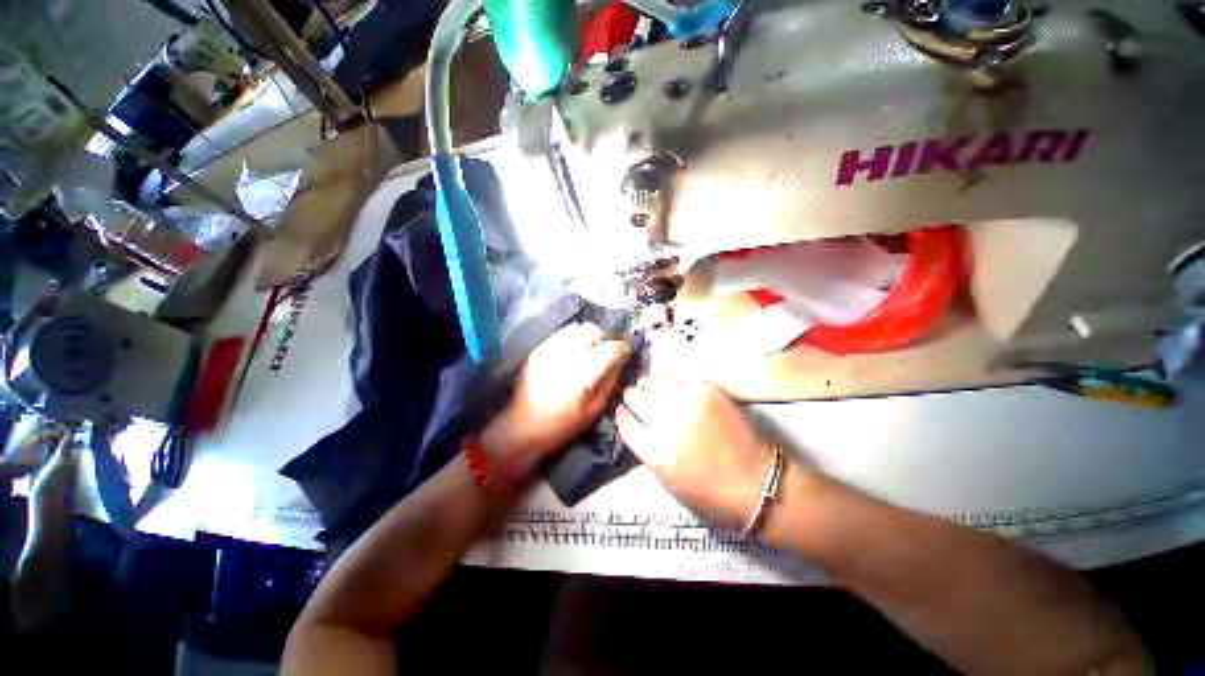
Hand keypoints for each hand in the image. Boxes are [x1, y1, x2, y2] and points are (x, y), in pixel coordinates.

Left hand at [480, 323, 629, 481]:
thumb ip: (610, 381)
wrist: (523, 427)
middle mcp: (565, 356)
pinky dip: (573, 338)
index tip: (625, 353)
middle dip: (605, 338)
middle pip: (593, 330)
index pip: (609, 349)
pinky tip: (573, 353)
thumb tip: (620, 361)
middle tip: (606, 352)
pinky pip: (562, 334)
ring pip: (577, 328)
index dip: (622, 348)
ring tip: (589, 351)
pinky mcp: (538, 349)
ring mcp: (549, 350)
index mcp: (582, 374)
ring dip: (588, 336)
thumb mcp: (594, 409)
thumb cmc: (562, 425)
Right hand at [616, 375, 772, 529]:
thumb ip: (646, 450)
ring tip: (647, 385)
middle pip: (634, 398)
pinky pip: (677, 377)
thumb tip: (635, 423)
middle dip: (630, 397)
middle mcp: (666, 423)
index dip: (621, 414)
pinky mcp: (706, 391)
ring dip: (646, 384)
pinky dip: (670, 381)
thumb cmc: (710, 493)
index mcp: (654, 452)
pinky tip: (670, 385)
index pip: (624, 422)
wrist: (757, 483)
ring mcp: (687, 403)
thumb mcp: (667, 481)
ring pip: (652, 382)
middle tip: (633, 396)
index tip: (622, 411)